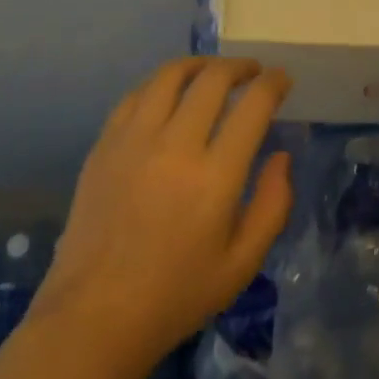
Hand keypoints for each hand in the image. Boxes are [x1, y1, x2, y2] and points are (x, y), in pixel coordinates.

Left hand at [31, 57, 293, 377]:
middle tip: (253, 72)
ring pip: (169, 76)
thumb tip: (281, 157)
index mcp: (214, 176)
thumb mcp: (242, 264)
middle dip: (239, 67)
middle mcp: (174, 145)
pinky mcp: (104, 144)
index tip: (282, 79)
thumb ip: (272, 206)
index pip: (252, 106)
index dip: (273, 84)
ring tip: (212, 71)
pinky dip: (160, 84)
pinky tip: (169, 93)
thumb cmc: (177, 295)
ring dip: (198, 64)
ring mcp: (133, 140)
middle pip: (212, 79)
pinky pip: (135, 95)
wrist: (96, 314)